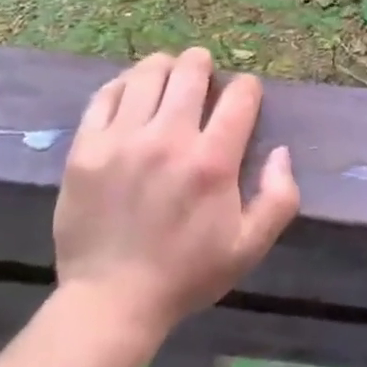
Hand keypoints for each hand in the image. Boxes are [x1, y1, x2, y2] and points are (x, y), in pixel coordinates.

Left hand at [54, 49, 299, 345]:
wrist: (111, 301)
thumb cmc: (185, 274)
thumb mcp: (249, 247)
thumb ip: (279, 197)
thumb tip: (281, 151)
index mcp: (212, 162)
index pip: (240, 94)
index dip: (247, 88)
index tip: (243, 98)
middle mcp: (168, 139)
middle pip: (191, 69)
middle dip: (204, 65)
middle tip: (202, 78)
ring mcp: (122, 139)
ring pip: (148, 72)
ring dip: (165, 68)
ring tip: (167, 80)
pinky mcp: (86, 146)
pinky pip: (106, 93)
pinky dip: (124, 85)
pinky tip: (132, 96)